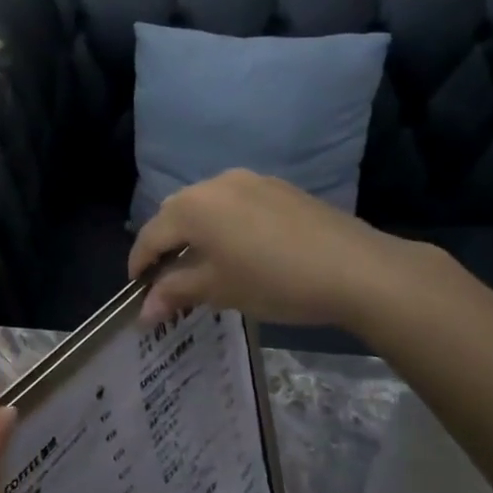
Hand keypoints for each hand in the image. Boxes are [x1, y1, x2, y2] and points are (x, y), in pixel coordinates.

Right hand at [129, 169, 425, 325]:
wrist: (355, 268)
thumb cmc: (274, 281)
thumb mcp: (219, 289)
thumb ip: (175, 292)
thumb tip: (143, 311)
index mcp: (193, 206)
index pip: (151, 235)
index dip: (139, 265)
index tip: (137, 291)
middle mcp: (216, 183)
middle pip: (176, 214)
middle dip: (166, 246)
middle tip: (168, 280)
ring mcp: (251, 181)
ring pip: (207, 205)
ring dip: (196, 232)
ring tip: (204, 265)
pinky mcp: (279, 188)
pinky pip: (236, 203)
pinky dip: (225, 225)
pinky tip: (241, 250)